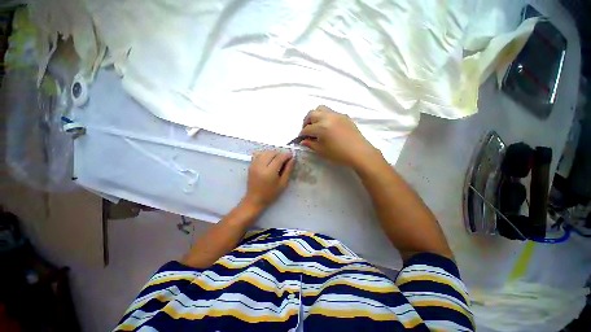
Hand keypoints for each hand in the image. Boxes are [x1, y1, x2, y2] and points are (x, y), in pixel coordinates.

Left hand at [244, 150, 294, 209]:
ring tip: (277, 159)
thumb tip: (292, 159)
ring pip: (265, 152)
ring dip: (273, 153)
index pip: (279, 158)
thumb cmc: (271, 193)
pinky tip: (269, 160)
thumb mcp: (283, 183)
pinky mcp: (251, 165)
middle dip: (280, 154)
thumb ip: (288, 170)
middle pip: (272, 153)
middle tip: (285, 159)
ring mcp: (254, 164)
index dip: (286, 155)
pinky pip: (259, 154)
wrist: (255, 199)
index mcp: (269, 172)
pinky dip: (265, 154)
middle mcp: (260, 166)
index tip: (291, 156)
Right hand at [300, 105, 379, 167]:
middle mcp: (328, 117)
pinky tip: (328, 126)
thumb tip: (303, 141)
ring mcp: (337, 115)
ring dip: (315, 116)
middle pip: (311, 114)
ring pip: (321, 109)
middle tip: (307, 130)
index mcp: (321, 127)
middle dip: (306, 121)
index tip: (301, 138)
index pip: (307, 129)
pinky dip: (325, 116)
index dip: (302, 134)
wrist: (359, 152)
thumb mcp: (322, 151)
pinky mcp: (344, 116)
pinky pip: (331, 112)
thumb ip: (311, 144)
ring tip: (316, 125)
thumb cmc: (339, 154)